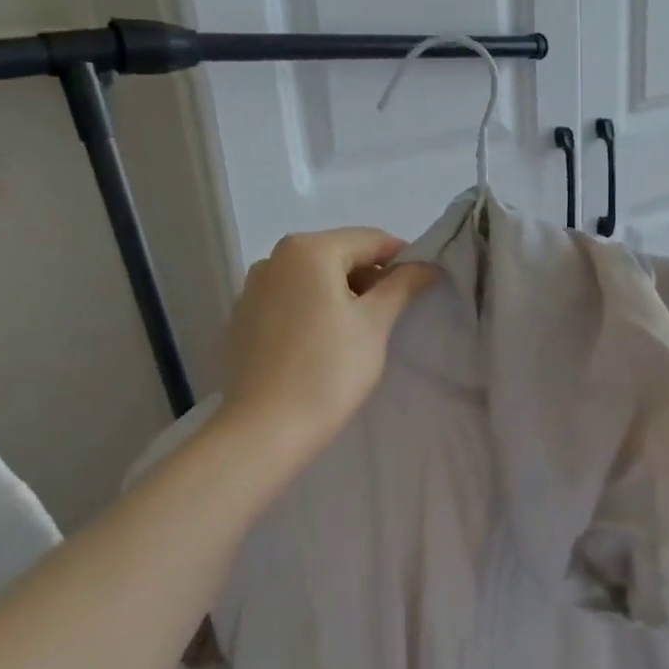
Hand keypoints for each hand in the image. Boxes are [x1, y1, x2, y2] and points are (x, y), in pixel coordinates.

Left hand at [221, 228, 441, 463]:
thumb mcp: (375, 323)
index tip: (422, 286)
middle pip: (338, 255)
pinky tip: (322, 345)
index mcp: (308, 250)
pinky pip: (288, 301)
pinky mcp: (241, 320)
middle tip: (393, 313)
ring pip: (311, 279)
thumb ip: (403, 285)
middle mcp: (273, 258)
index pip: (370, 239)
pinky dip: (312, 310)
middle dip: (370, 277)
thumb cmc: (329, 370)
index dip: (402, 259)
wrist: (266, 429)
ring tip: (359, 332)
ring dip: (341, 294)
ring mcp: (251, 289)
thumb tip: (428, 266)